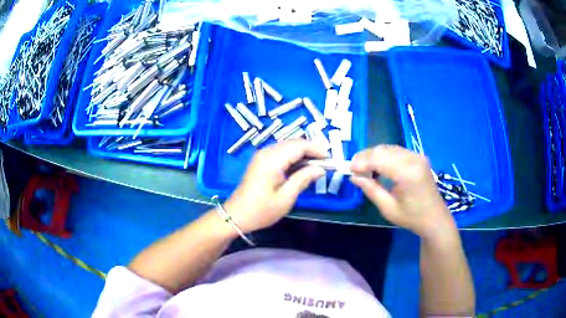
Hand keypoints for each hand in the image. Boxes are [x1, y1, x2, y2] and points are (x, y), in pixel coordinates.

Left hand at [224, 140, 326, 232]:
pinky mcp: (261, 161)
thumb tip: (320, 169)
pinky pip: (281, 152)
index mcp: (272, 160)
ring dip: (303, 152)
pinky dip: (294, 156)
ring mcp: (262, 155)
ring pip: (287, 146)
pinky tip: (302, 166)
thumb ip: (303, 179)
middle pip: (293, 143)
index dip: (316, 148)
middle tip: (326, 161)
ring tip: (318, 163)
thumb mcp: (286, 198)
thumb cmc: (261, 210)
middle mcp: (266, 152)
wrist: (236, 215)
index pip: (298, 146)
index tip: (330, 157)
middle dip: (311, 149)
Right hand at [350, 145, 455, 238]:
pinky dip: (383, 156)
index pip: (379, 159)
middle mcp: (413, 159)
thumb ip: (371, 190)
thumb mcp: (388, 208)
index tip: (349, 170)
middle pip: (383, 150)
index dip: (362, 162)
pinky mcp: (418, 157)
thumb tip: (353, 177)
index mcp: (408, 173)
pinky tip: (378, 167)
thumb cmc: (412, 217)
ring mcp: (417, 156)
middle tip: (354, 169)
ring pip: (388, 148)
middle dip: (365, 157)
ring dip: (374, 155)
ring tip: (364, 169)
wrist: (435, 218)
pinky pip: (396, 151)